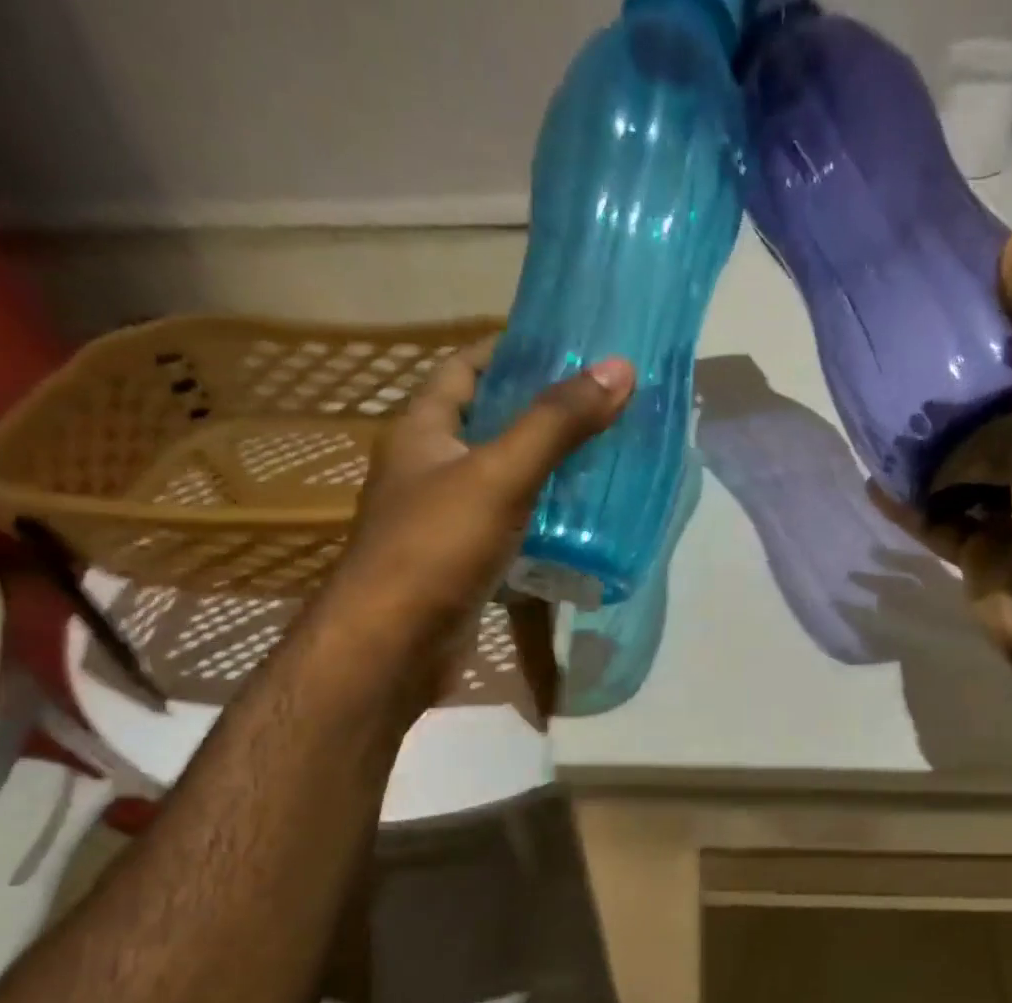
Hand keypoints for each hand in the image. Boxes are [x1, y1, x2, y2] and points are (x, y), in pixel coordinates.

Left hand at [331, 336, 635, 654]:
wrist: (393, 647)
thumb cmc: (436, 548)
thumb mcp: (500, 475)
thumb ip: (556, 424)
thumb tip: (618, 368)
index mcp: (421, 432)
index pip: (464, 368)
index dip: (509, 350)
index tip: (565, 346)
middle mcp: (426, 471)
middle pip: (486, 426)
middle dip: (539, 415)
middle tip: (600, 408)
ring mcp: (442, 523)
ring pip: (500, 484)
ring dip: (544, 474)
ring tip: (602, 463)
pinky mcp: (461, 568)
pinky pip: (507, 533)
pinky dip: (539, 526)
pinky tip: (579, 529)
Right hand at [874, 232, 1011, 670]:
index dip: (1011, 329)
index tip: (955, 306)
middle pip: (999, 414)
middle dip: (956, 396)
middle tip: (899, 364)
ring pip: (964, 470)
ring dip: (927, 452)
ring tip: (877, 419)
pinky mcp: (981, 552)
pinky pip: (937, 520)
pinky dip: (908, 504)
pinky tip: (873, 482)